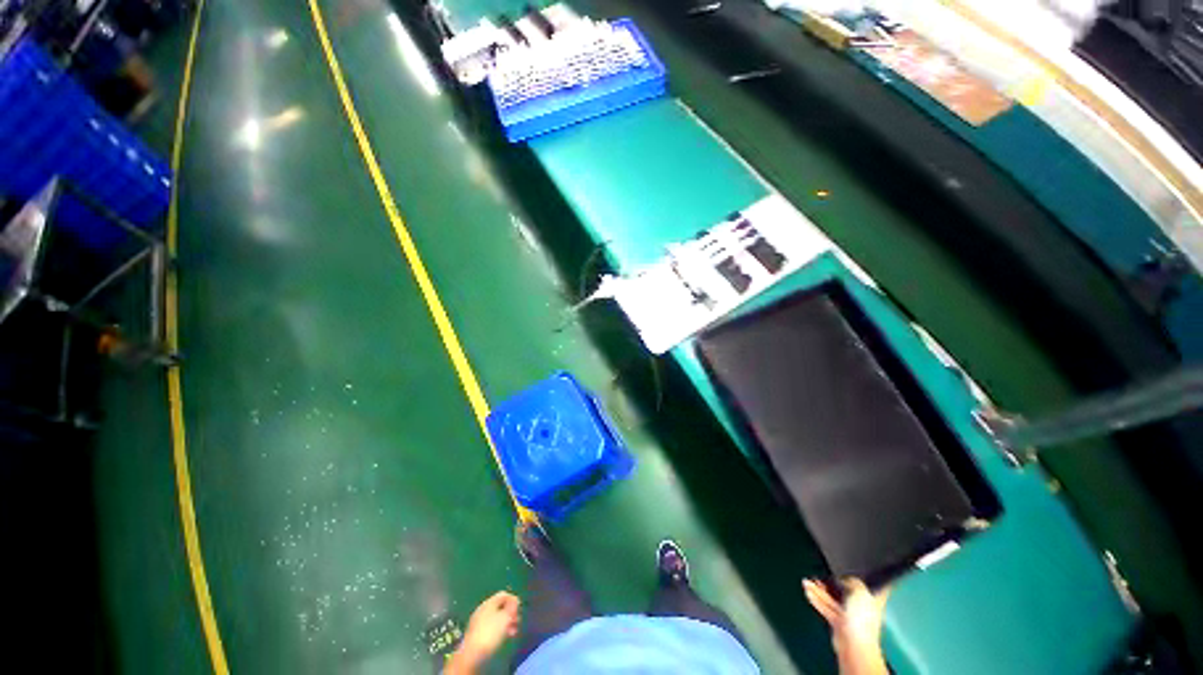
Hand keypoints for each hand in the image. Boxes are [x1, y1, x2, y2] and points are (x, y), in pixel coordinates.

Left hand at [445, 591, 521, 673]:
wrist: (472, 654)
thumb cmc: (491, 632)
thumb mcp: (506, 617)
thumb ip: (512, 607)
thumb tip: (515, 600)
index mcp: (489, 602)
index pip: (503, 594)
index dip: (513, 600)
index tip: (520, 610)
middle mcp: (482, 609)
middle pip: (500, 606)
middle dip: (510, 613)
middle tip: (517, 622)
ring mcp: (478, 621)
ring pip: (496, 618)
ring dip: (506, 623)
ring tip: (512, 632)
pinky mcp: (476, 634)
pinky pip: (491, 627)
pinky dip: (499, 631)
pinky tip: (503, 638)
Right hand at [804, 578, 889, 674]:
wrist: (853, 643)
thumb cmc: (862, 618)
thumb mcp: (859, 590)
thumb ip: (850, 580)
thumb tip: (842, 576)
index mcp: (873, 598)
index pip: (871, 583)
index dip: (865, 575)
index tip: (857, 565)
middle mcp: (862, 606)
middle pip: (846, 589)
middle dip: (832, 581)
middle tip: (820, 572)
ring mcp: (849, 615)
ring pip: (833, 598)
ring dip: (820, 590)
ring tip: (807, 581)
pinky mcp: (838, 622)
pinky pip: (826, 607)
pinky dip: (817, 600)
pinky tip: (808, 592)